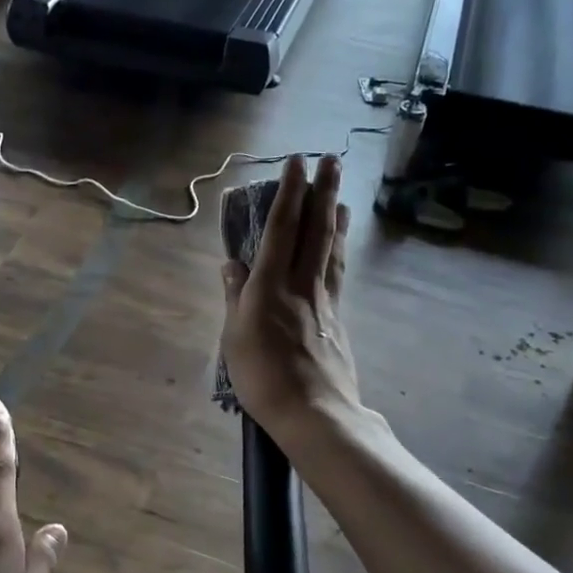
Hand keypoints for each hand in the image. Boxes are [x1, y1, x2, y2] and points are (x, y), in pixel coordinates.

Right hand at [219, 155, 362, 439]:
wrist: (313, 412)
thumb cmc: (263, 378)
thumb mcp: (235, 338)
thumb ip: (235, 297)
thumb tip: (230, 264)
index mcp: (270, 286)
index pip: (280, 229)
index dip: (288, 193)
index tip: (296, 162)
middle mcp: (301, 284)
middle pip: (314, 230)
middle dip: (322, 191)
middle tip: (332, 160)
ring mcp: (324, 301)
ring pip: (331, 249)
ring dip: (336, 217)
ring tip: (341, 195)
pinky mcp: (337, 319)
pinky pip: (337, 273)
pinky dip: (338, 251)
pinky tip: (340, 247)